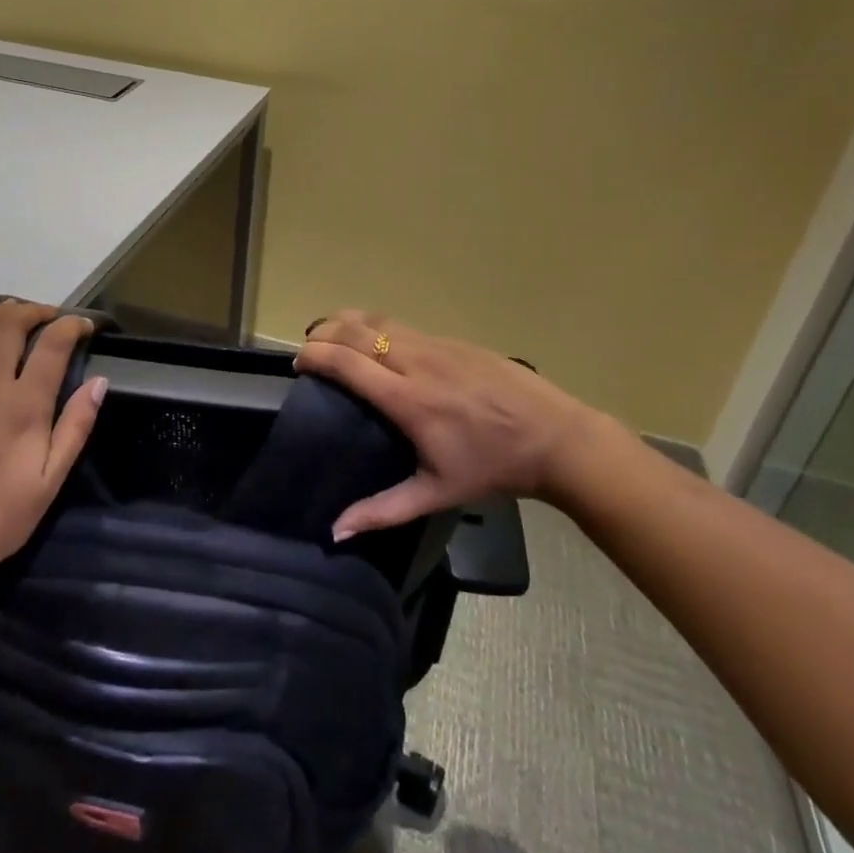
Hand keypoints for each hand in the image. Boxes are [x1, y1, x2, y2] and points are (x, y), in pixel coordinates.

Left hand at [0, 301, 105, 588]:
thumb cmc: (1, 516)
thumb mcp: (52, 479)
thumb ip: (76, 426)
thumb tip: (99, 382)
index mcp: (23, 406)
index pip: (52, 344)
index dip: (72, 326)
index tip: (84, 327)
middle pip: (9, 325)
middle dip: (34, 311)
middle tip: (48, 316)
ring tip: (10, 312)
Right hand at [296, 310, 610, 536]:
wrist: (555, 437)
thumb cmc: (492, 468)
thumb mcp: (436, 493)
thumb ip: (382, 511)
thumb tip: (335, 531)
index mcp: (407, 399)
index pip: (346, 362)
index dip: (314, 356)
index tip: (298, 365)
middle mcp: (416, 361)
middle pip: (355, 331)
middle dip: (322, 333)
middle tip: (307, 350)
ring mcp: (436, 345)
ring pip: (378, 320)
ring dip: (345, 322)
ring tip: (329, 335)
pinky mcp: (453, 339)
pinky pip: (401, 324)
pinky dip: (374, 325)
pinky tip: (372, 339)